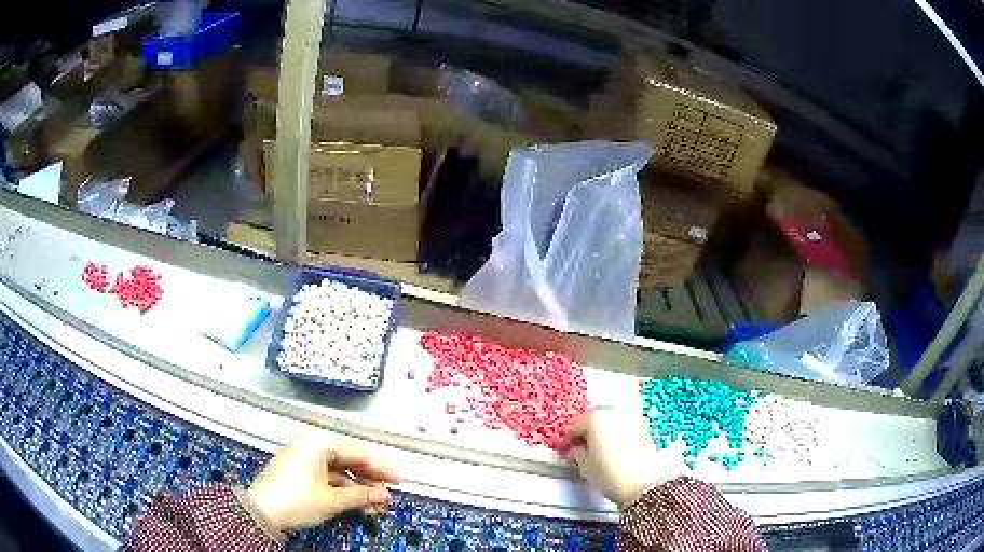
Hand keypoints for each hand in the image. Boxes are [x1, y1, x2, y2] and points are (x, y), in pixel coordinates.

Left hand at [246, 429, 401, 531]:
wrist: (261, 513)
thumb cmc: (297, 500)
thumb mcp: (332, 500)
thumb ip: (362, 496)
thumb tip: (386, 496)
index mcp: (318, 443)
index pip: (358, 452)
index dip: (382, 468)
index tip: (401, 480)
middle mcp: (311, 444)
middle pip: (349, 460)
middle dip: (370, 480)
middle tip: (390, 494)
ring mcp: (304, 457)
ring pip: (340, 470)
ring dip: (359, 488)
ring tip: (377, 505)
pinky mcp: (299, 470)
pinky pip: (328, 476)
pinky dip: (343, 489)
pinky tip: (359, 503)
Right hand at [561, 408, 680, 507]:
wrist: (644, 483)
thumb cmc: (610, 475)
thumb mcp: (585, 467)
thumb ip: (577, 454)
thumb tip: (575, 449)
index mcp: (595, 419)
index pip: (575, 427)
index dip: (568, 440)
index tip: (565, 450)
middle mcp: (613, 412)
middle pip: (594, 419)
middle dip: (586, 432)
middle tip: (580, 448)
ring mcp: (630, 417)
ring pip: (610, 420)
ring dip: (602, 430)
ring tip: (597, 448)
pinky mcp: (643, 425)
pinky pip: (623, 424)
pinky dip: (615, 432)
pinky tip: (613, 447)